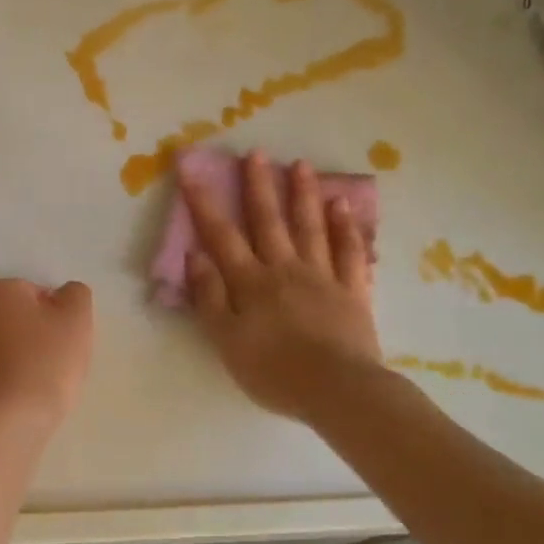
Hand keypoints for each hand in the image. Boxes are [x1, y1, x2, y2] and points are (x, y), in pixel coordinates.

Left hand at [0, 279, 94, 444]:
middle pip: (11, 320)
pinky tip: (11, 406)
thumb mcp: (77, 320)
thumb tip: (64, 293)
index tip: (65, 343)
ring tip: (32, 388)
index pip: (35, 294)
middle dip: (30, 336)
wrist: (5, 426)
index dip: (55, 317)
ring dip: (11, 361)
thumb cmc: (46, 364)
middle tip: (52, 364)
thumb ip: (74, 294)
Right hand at [182, 152, 381, 423]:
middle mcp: (284, 269)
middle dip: (259, 185)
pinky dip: (346, 228)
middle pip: (269, 220)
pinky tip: (343, 206)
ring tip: (301, 165)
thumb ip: (209, 297)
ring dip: (303, 195)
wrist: (338, 391)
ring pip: (310, 227)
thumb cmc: (274, 371)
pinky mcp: (352, 292)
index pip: (221, 235)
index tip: (191, 168)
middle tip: (256, 153)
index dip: (204, 201)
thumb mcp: (226, 341)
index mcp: (250, 282)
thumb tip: (195, 255)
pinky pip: (349, 253)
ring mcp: (322, 276)